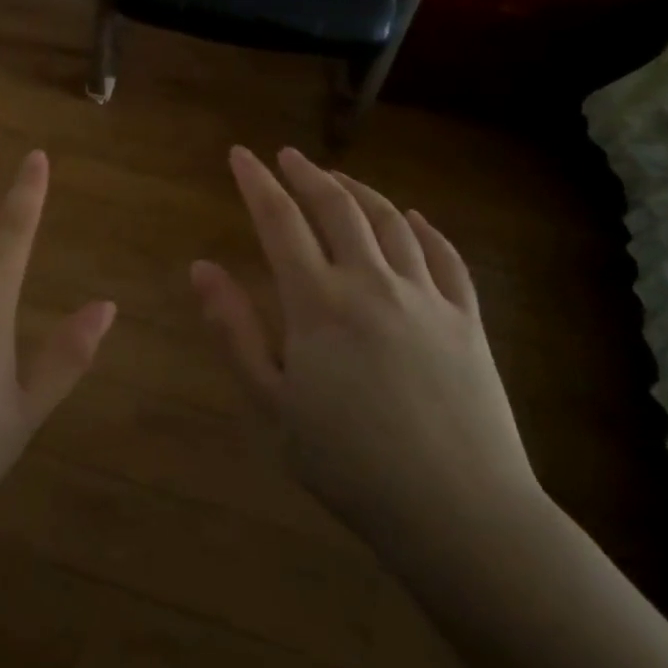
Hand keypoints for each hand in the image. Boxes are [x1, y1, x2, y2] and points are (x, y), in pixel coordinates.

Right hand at [191, 146, 545, 570]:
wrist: (459, 512)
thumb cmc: (349, 464)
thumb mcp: (271, 405)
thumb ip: (234, 331)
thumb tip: (200, 268)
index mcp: (319, 303)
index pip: (280, 221)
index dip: (257, 183)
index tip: (240, 155)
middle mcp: (373, 283)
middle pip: (338, 208)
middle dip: (308, 175)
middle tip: (288, 156)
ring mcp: (426, 297)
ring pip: (391, 222)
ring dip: (360, 191)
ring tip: (338, 179)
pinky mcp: (467, 320)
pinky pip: (446, 257)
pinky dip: (425, 229)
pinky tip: (415, 218)